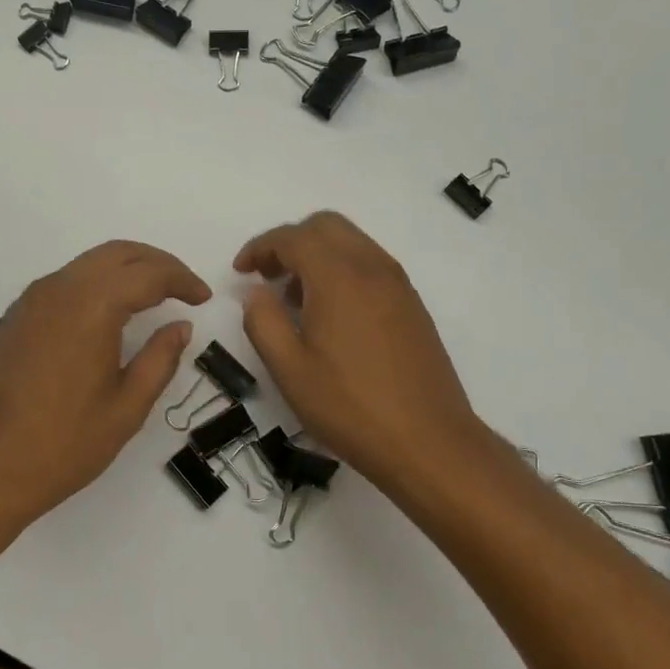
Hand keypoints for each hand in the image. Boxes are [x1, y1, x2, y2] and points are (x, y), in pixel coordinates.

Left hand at [0, 240, 210, 526]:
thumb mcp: (126, 408)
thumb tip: (180, 327)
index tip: (202, 299)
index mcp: (91, 307)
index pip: (148, 274)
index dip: (181, 280)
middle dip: (156, 263)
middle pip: (116, 254)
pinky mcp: (15, 318)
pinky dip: (95, 284)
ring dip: (124, 270)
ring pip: (87, 264)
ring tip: (151, 296)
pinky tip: (107, 314)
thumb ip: (159, 360)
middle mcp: (59, 289)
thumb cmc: (63, 445)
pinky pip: (64, 282)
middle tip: (183, 288)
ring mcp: (30, 301)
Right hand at [234, 212, 486, 500]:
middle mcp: (372, 267)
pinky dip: (342, 270)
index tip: (240, 272)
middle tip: (267, 277)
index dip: (260, 248)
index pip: (293, 237)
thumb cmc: (350, 407)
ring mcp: (398, 284)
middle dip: (290, 242)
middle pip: (326, 226)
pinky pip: (370, 265)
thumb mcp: (289, 369)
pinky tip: (330, 315)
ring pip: (351, 243)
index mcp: (339, 277)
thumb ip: (262, 321)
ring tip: (294, 299)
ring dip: (317, 255)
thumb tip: (256, 293)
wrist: (429, 442)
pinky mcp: (412, 305)